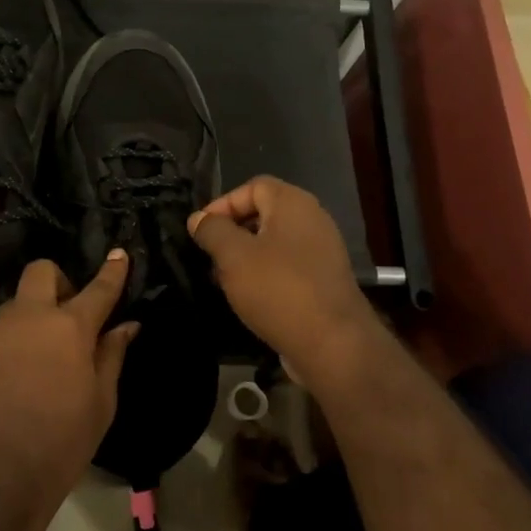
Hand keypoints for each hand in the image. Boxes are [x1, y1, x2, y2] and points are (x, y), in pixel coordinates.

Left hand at [0, 251, 139, 529]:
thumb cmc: (63, 440)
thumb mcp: (101, 402)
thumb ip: (112, 355)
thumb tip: (126, 325)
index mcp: (70, 327)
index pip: (98, 289)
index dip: (112, 271)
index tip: (119, 254)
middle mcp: (29, 318)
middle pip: (41, 272)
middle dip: (58, 280)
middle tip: (67, 314)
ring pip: (15, 305)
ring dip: (31, 316)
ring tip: (39, 355)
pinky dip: (10, 345)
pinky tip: (13, 380)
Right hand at [188, 176, 380, 386]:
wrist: (332, 343)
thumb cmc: (278, 289)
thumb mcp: (233, 256)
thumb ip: (212, 231)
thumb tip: (199, 219)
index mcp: (293, 203)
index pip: (252, 186)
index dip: (222, 204)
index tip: (201, 231)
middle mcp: (312, 219)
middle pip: (263, 213)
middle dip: (232, 232)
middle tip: (209, 256)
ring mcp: (321, 251)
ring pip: (273, 243)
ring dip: (245, 257)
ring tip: (223, 279)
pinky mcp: (323, 280)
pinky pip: (287, 266)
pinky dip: (265, 275)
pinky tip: (249, 297)